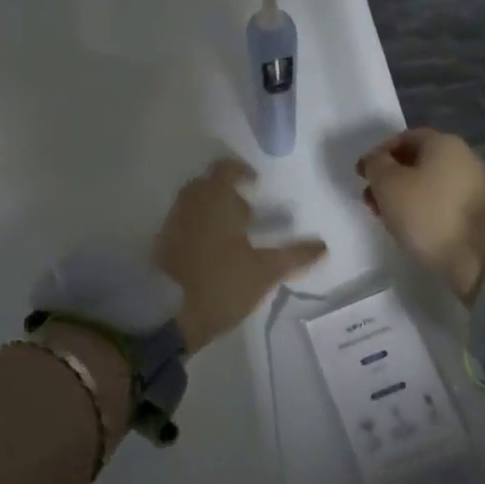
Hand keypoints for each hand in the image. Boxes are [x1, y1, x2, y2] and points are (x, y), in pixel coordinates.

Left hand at [156, 158, 326, 352]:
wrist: (165, 314)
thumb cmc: (220, 283)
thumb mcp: (264, 272)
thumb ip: (294, 256)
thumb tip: (322, 245)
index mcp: (214, 198)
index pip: (225, 169)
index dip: (242, 171)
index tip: (257, 184)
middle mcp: (190, 203)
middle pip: (208, 185)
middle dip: (228, 194)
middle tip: (250, 214)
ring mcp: (172, 223)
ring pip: (195, 205)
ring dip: (214, 212)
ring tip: (236, 236)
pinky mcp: (162, 244)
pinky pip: (185, 223)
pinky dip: (201, 228)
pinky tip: (216, 253)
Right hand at [357, 128, 484, 300]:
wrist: (480, 261)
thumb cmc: (427, 214)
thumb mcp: (387, 184)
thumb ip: (376, 164)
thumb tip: (377, 160)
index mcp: (445, 143)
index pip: (404, 137)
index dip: (379, 154)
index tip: (361, 175)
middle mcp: (467, 157)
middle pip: (420, 161)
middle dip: (391, 178)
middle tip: (371, 198)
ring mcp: (479, 186)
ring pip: (432, 183)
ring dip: (406, 195)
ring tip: (388, 218)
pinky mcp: (484, 214)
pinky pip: (446, 202)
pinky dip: (426, 209)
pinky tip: (414, 228)